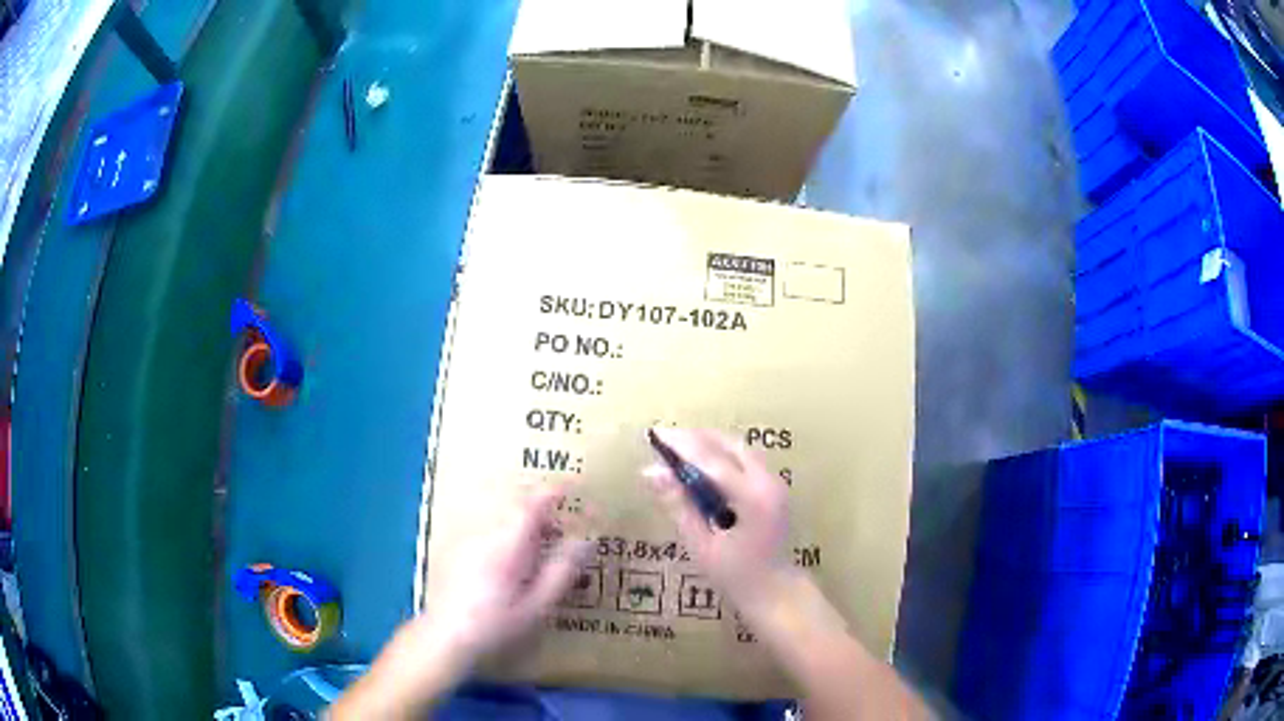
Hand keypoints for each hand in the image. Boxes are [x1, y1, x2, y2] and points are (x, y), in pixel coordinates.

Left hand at [331, 484, 590, 718]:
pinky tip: (506, 560)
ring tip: (536, 548)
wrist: (444, 636)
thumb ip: (561, 571)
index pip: (532, 503)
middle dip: (540, 510)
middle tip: (559, 531)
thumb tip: (585, 541)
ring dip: (520, 521)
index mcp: (506, 543)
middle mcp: (483, 532)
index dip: (554, 492)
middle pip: (514, 503)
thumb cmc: (495, 625)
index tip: (573, 489)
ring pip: (497, 514)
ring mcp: (464, 537)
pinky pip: (483, 525)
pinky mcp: (452, 547)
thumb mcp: (537, 606)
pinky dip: (501, 530)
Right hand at [642, 428, 793, 620]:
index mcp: (752, 498)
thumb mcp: (701, 545)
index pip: (712, 460)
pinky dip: (723, 454)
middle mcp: (768, 482)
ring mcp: (776, 482)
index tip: (655, 435)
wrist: (775, 591)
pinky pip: (747, 459)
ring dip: (710, 443)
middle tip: (664, 440)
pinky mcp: (775, 487)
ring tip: (678, 448)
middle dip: (696, 438)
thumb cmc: (735, 575)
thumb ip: (679, 505)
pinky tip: (702, 463)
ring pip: (740, 448)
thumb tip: (651, 472)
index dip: (681, 445)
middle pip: (729, 445)